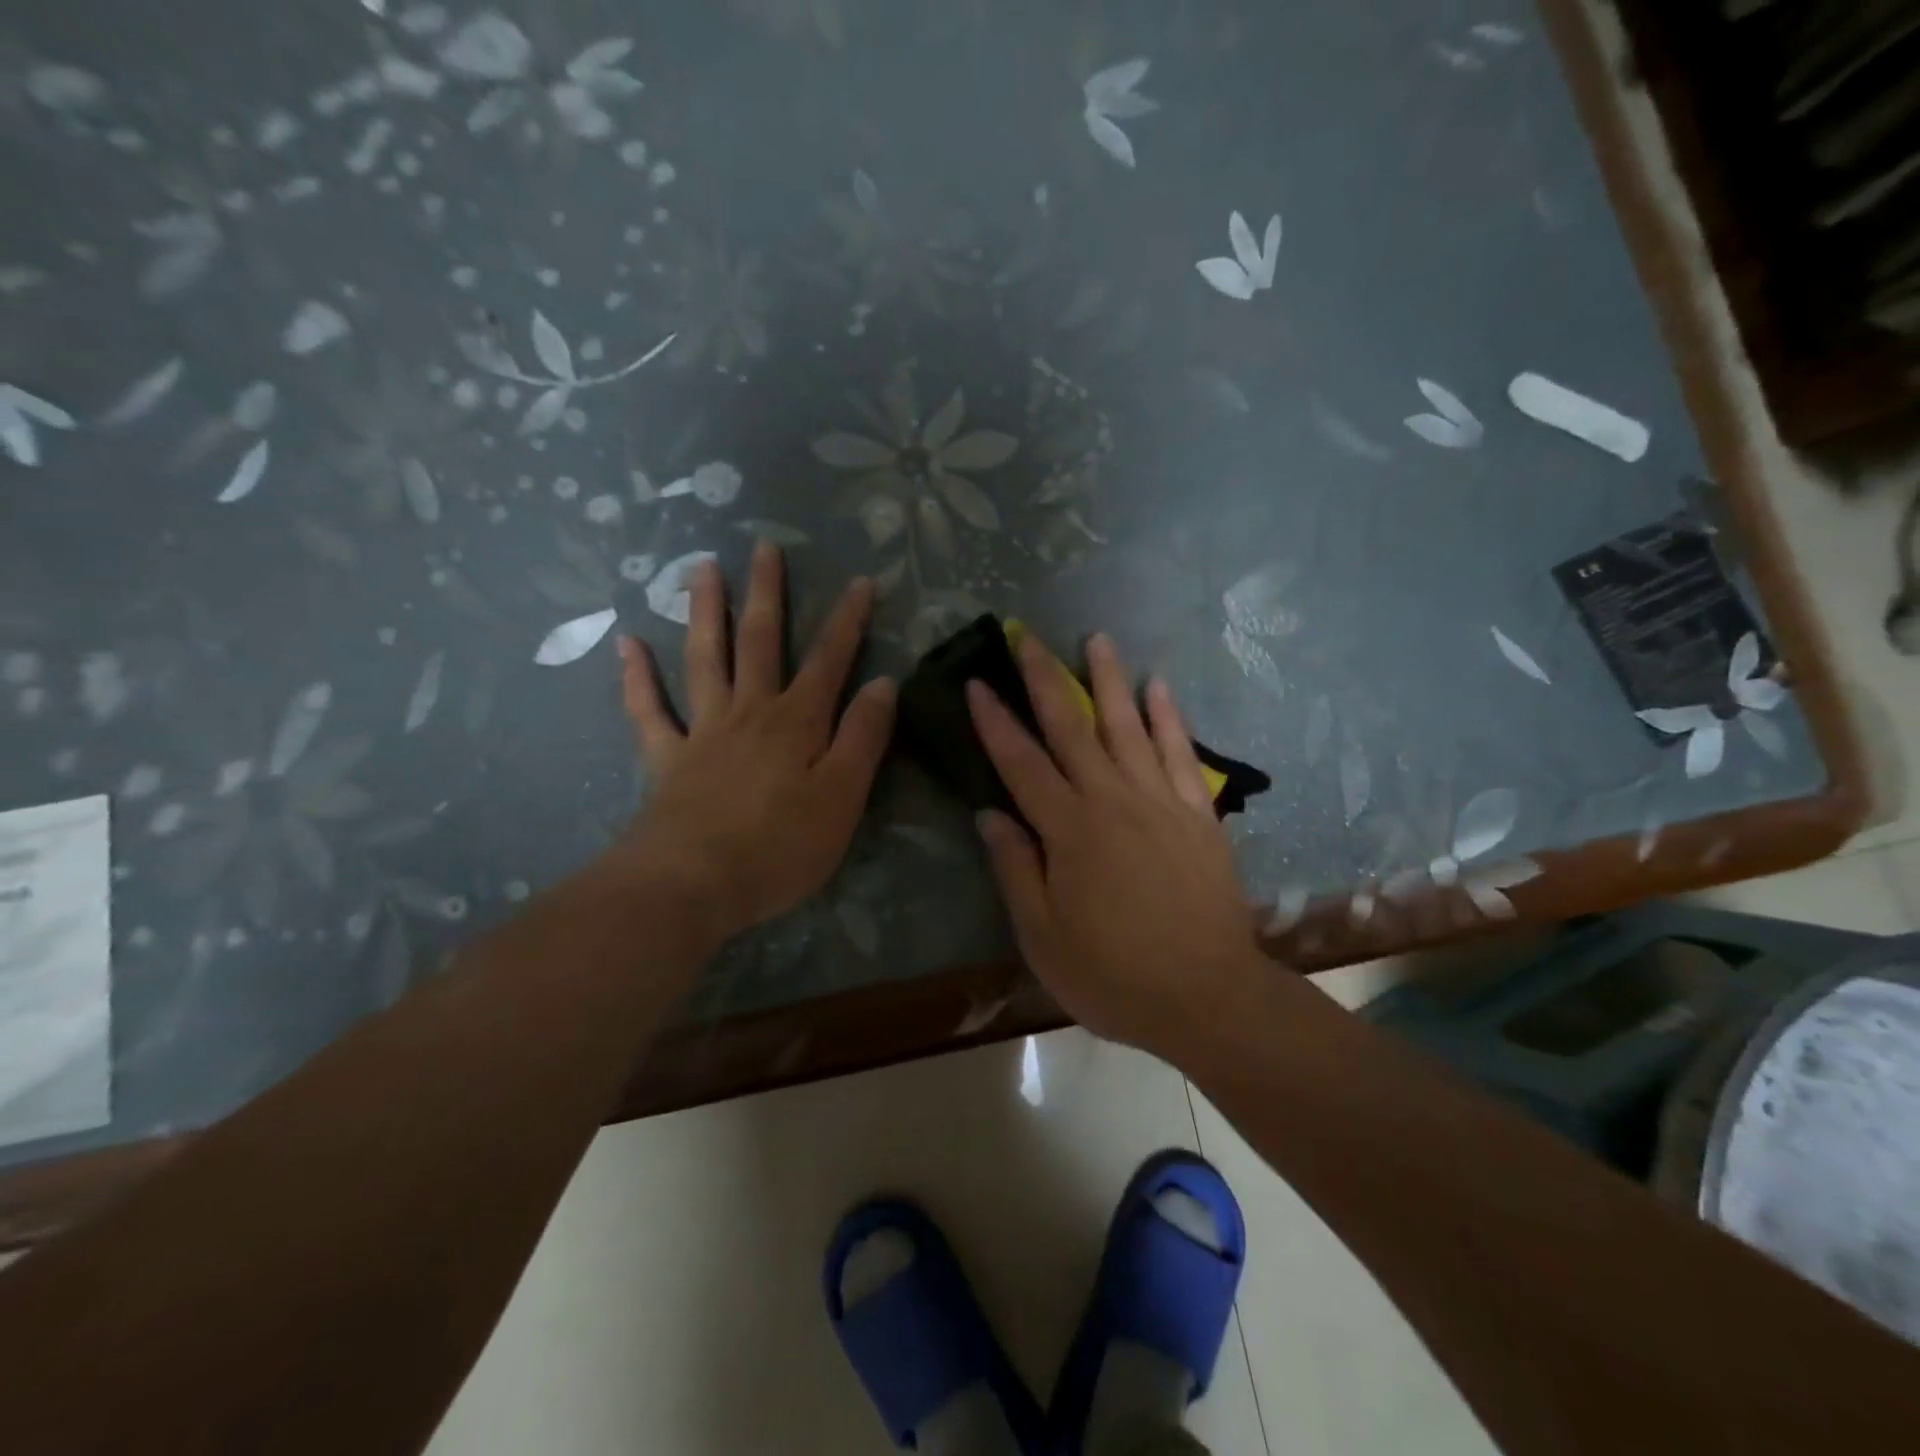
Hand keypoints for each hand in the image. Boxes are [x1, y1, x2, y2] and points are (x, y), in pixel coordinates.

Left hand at [613, 542, 896, 942]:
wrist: (692, 884)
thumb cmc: (780, 846)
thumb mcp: (843, 796)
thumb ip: (864, 737)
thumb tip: (883, 683)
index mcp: (798, 721)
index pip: (830, 660)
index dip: (847, 621)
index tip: (861, 581)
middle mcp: (750, 712)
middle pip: (760, 642)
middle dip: (768, 593)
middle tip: (765, 546)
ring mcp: (703, 731)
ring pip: (706, 659)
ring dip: (706, 612)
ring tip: (702, 568)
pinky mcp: (667, 759)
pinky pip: (648, 710)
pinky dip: (637, 676)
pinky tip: (627, 643)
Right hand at [967, 633, 1263, 1051]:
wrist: (1207, 997)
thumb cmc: (1113, 975)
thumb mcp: (1043, 937)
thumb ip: (1015, 870)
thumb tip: (990, 815)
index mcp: (1069, 831)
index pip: (1021, 763)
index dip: (995, 722)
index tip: (978, 682)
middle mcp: (1112, 801)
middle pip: (1071, 728)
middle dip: (1044, 678)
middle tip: (1026, 636)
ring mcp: (1160, 802)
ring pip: (1129, 726)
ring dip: (1109, 680)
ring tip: (1097, 639)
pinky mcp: (1198, 814)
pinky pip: (1181, 753)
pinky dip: (1169, 717)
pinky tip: (1159, 686)